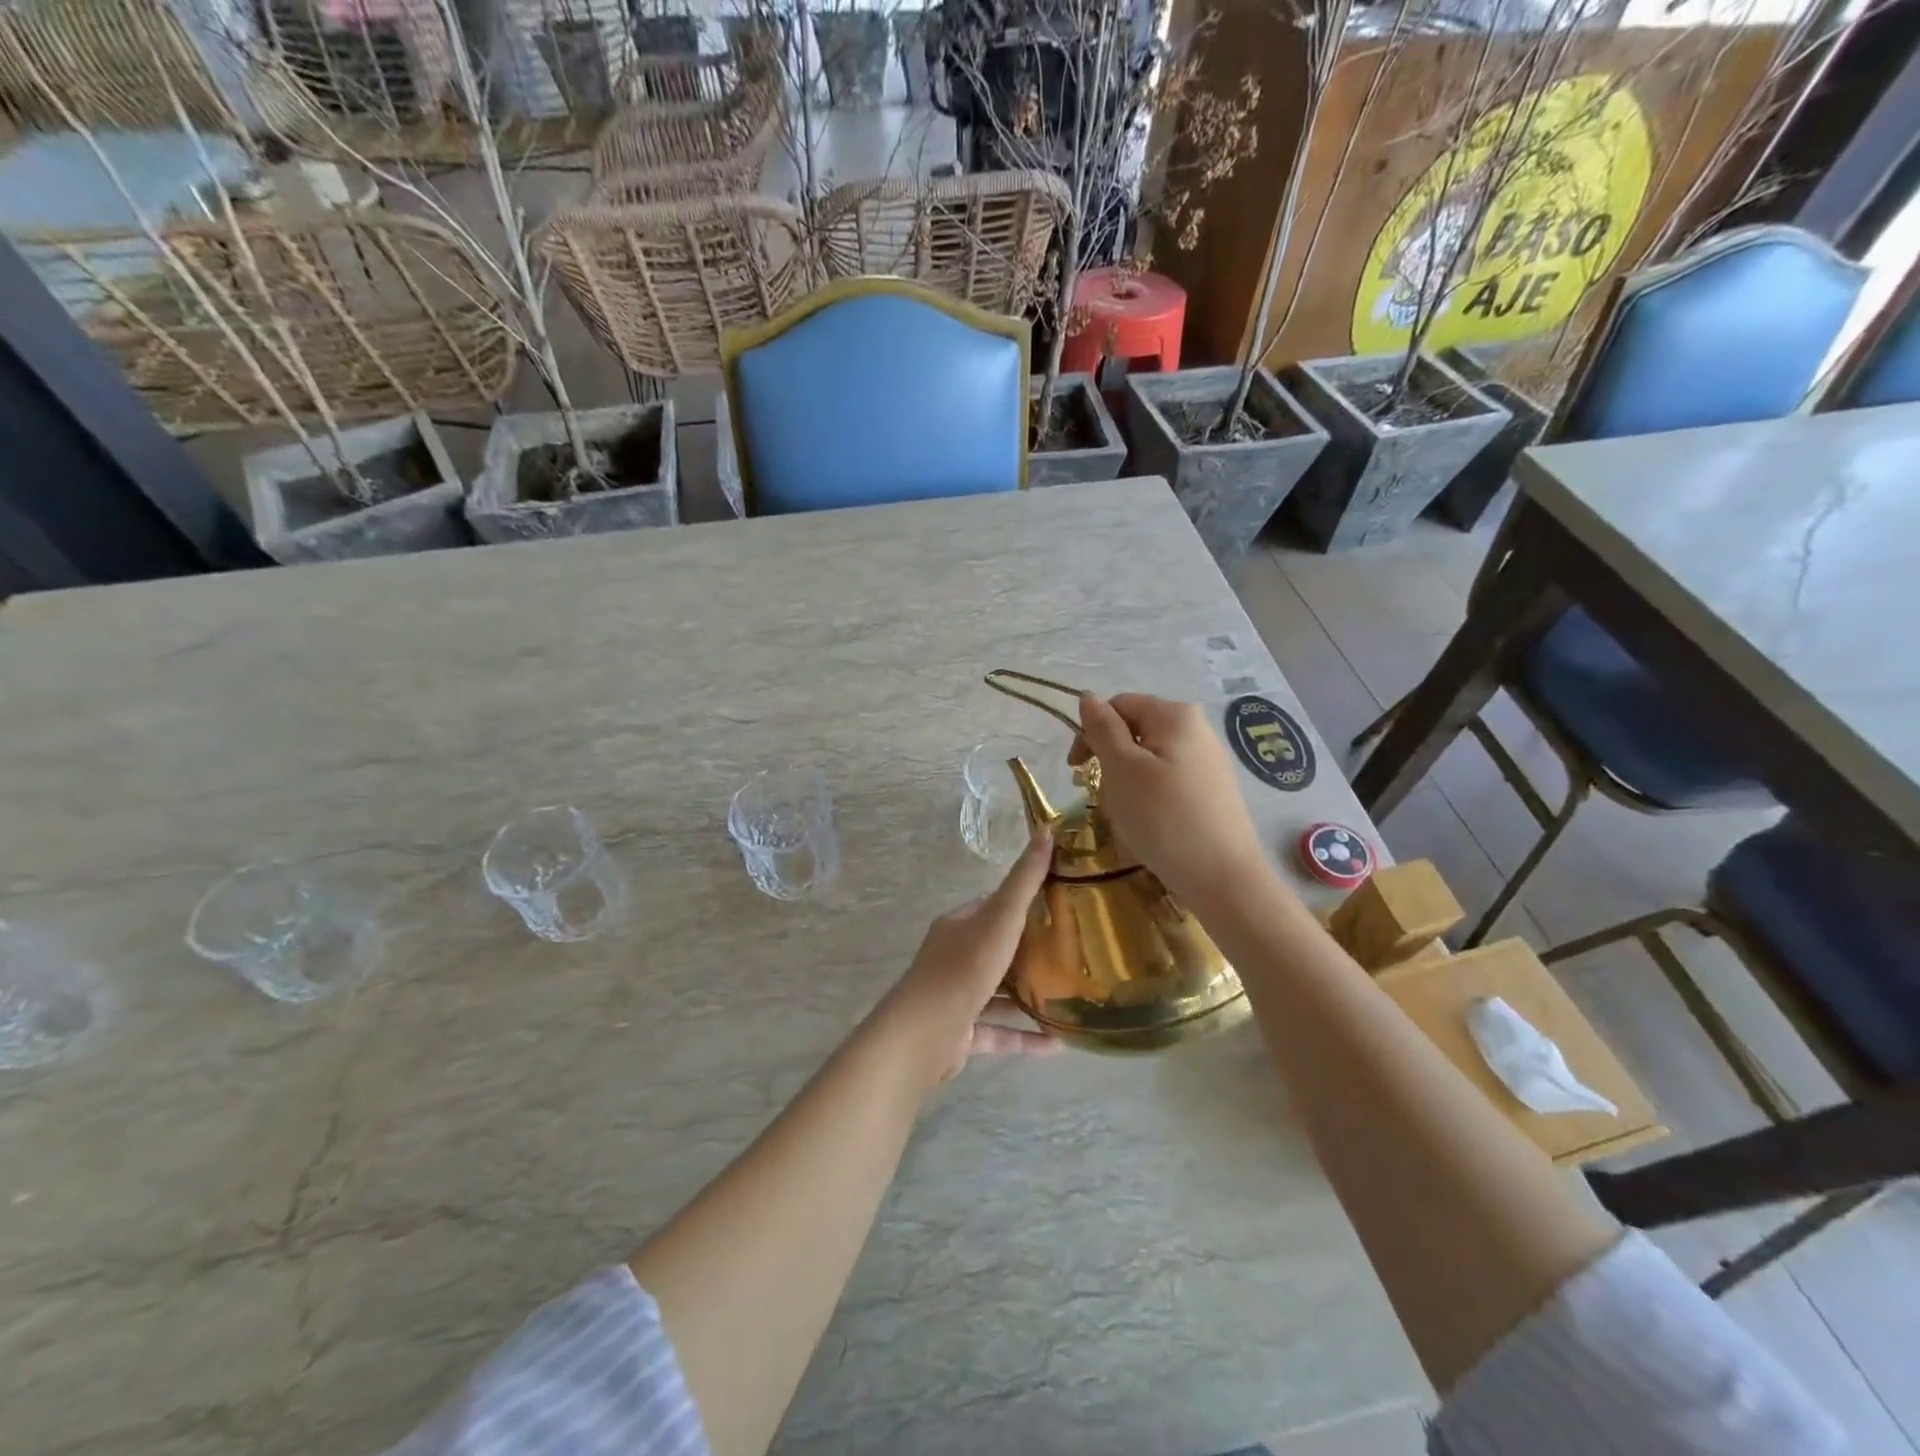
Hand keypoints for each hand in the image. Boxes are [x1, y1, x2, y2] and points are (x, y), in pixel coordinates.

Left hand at [876, 830, 1058, 1084]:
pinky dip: (1026, 1036)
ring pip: (998, 992)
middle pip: (997, 948)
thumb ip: (1024, 880)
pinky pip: (1000, 1031)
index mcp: (958, 926)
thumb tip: (1047, 831)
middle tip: (1072, 952)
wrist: (926, 1032)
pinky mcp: (962, 1033)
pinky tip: (1059, 1043)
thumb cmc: (965, 967)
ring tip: (1069, 997)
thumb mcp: (1001, 917)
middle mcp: (954, 957)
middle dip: (1030, 951)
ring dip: (1029, 996)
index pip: (992, 906)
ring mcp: (957, 996)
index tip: (1058, 904)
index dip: (1022, 903)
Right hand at [1075, 692, 1274, 908]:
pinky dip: (1150, 799)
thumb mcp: (1122, 768)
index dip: (1091, 733)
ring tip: (1128, 817)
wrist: (1222, 877)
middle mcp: (1197, 729)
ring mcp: (1209, 761)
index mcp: (1175, 715)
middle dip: (1111, 762)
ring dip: (1127, 784)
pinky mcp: (1213, 791)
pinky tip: (1151, 827)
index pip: (1118, 706)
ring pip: (1150, 761)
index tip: (1077, 771)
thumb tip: (1087, 697)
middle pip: (1135, 732)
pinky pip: (1169, 782)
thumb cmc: (1163, 817)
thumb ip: (1102, 729)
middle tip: (1103, 798)